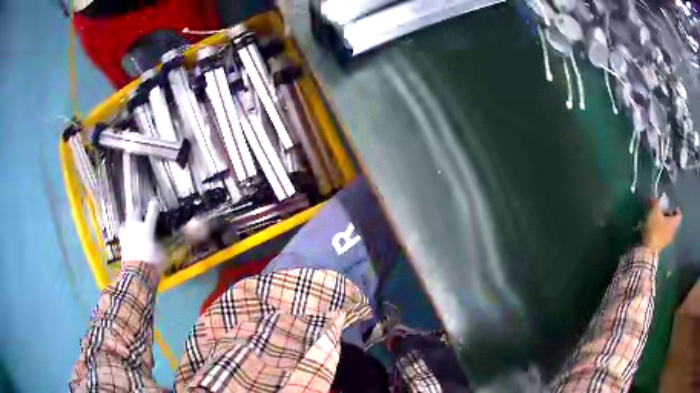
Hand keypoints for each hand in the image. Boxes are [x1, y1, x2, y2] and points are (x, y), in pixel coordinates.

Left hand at [119, 199, 165, 270]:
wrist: (136, 273)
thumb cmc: (152, 263)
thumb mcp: (162, 254)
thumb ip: (161, 245)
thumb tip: (161, 242)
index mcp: (147, 227)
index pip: (151, 212)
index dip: (153, 206)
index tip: (154, 202)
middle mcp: (135, 227)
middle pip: (135, 212)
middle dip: (138, 210)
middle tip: (140, 210)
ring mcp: (126, 233)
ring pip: (127, 221)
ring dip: (130, 221)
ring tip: (132, 222)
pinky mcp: (121, 242)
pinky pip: (123, 233)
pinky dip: (125, 233)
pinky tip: (126, 234)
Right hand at [642, 198, 681, 252]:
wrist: (647, 251)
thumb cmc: (655, 228)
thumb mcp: (655, 211)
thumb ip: (656, 202)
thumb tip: (655, 195)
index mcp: (674, 223)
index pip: (679, 214)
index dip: (675, 208)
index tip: (670, 205)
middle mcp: (673, 232)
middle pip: (673, 222)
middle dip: (668, 216)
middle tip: (662, 211)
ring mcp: (667, 242)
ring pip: (667, 230)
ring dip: (663, 225)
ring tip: (656, 220)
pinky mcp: (660, 247)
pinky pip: (662, 236)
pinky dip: (659, 232)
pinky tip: (653, 229)